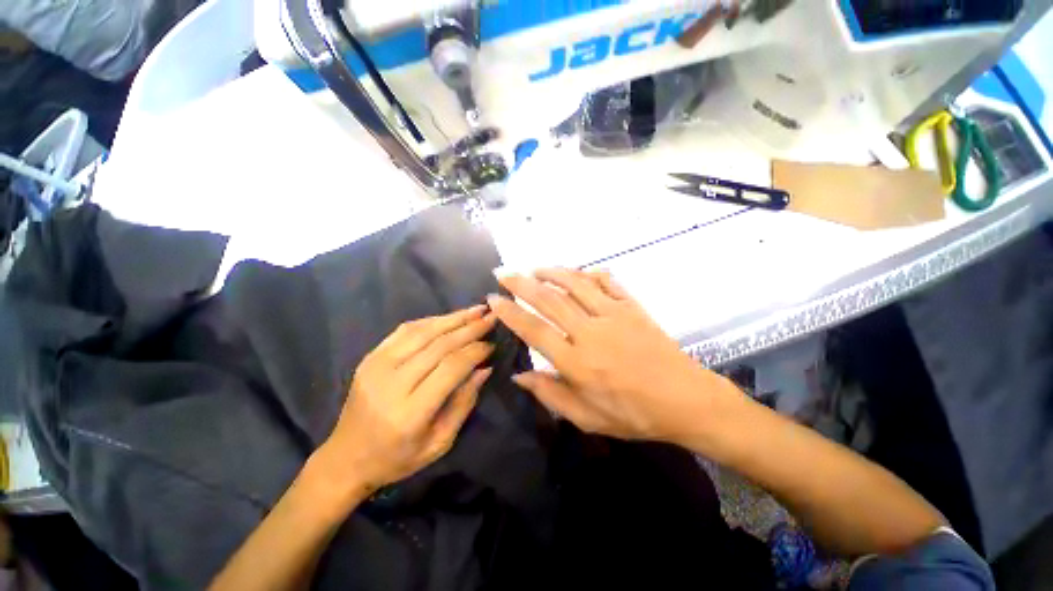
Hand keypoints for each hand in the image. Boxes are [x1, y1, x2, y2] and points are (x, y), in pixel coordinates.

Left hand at [314, 306, 495, 499]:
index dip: (475, 351)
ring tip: (476, 310)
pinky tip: (449, 317)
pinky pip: (404, 330)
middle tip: (491, 317)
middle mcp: (391, 383)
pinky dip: (431, 320)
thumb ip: (464, 403)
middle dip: (470, 328)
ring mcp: (376, 366)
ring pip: (422, 332)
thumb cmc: (398, 458)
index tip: (492, 344)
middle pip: (439, 345)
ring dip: (453, 318)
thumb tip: (485, 368)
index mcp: (410, 412)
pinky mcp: (369, 358)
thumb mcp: (440, 442)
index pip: (451, 368)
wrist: (346, 458)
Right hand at [488, 269, 735, 443]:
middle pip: (549, 300)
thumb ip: (550, 394)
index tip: (494, 299)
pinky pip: (607, 282)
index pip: (534, 330)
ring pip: (575, 284)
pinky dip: (590, 274)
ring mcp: (614, 315)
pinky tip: (579, 272)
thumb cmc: (634, 414)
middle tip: (504, 274)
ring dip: (552, 273)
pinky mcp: (633, 307)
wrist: (685, 400)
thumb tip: (518, 377)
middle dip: (521, 284)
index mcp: (577, 362)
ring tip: (535, 269)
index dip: (510, 313)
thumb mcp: (587, 417)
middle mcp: (590, 332)